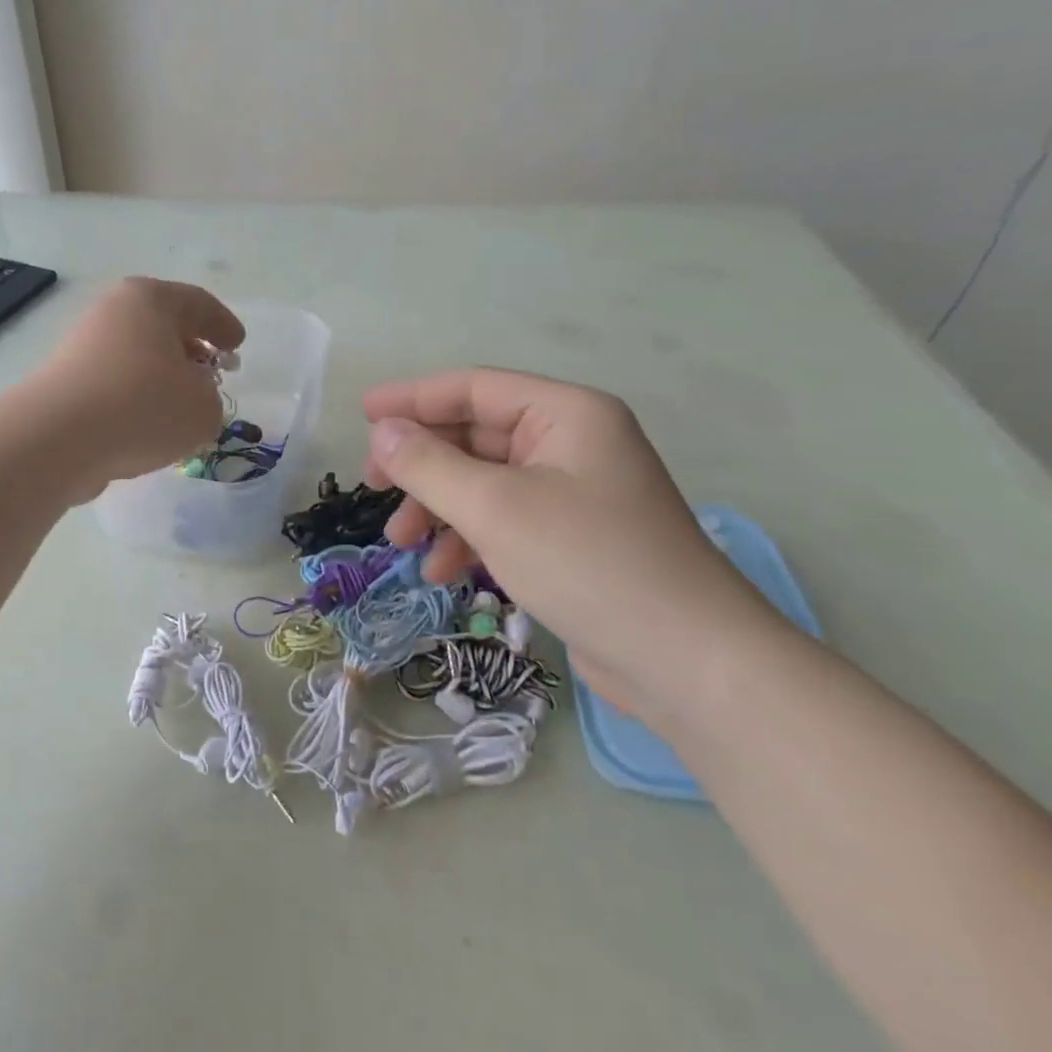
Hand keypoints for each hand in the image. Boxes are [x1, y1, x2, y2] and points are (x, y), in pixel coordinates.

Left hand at [30, 278, 243, 496]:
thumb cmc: (142, 406)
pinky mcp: (65, 383)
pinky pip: (115, 385)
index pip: (198, 303)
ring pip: (137, 357)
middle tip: (212, 374)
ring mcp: (83, 346)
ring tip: (182, 410)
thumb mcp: (203, 408)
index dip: (224, 325)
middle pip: (163, 327)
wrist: (57, 438)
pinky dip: (135, 400)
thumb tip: (192, 398)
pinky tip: (147, 428)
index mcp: (150, 300)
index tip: (238, 346)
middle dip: (191, 351)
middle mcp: (113, 313)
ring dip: (162, 380)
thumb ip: (211, 400)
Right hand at [363, 369, 790, 724]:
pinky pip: (504, 520)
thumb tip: (383, 432)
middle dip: (422, 464)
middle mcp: (572, 443)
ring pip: (484, 482)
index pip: (474, 388)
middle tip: (374, 485)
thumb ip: (429, 465)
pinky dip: (468, 538)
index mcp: (566, 414)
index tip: (363, 414)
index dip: (413, 398)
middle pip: (476, 436)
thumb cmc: (588, 563)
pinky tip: (442, 571)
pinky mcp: (571, 539)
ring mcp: (574, 493)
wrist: (688, 663)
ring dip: (439, 507)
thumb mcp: (495, 508)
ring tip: (401, 542)